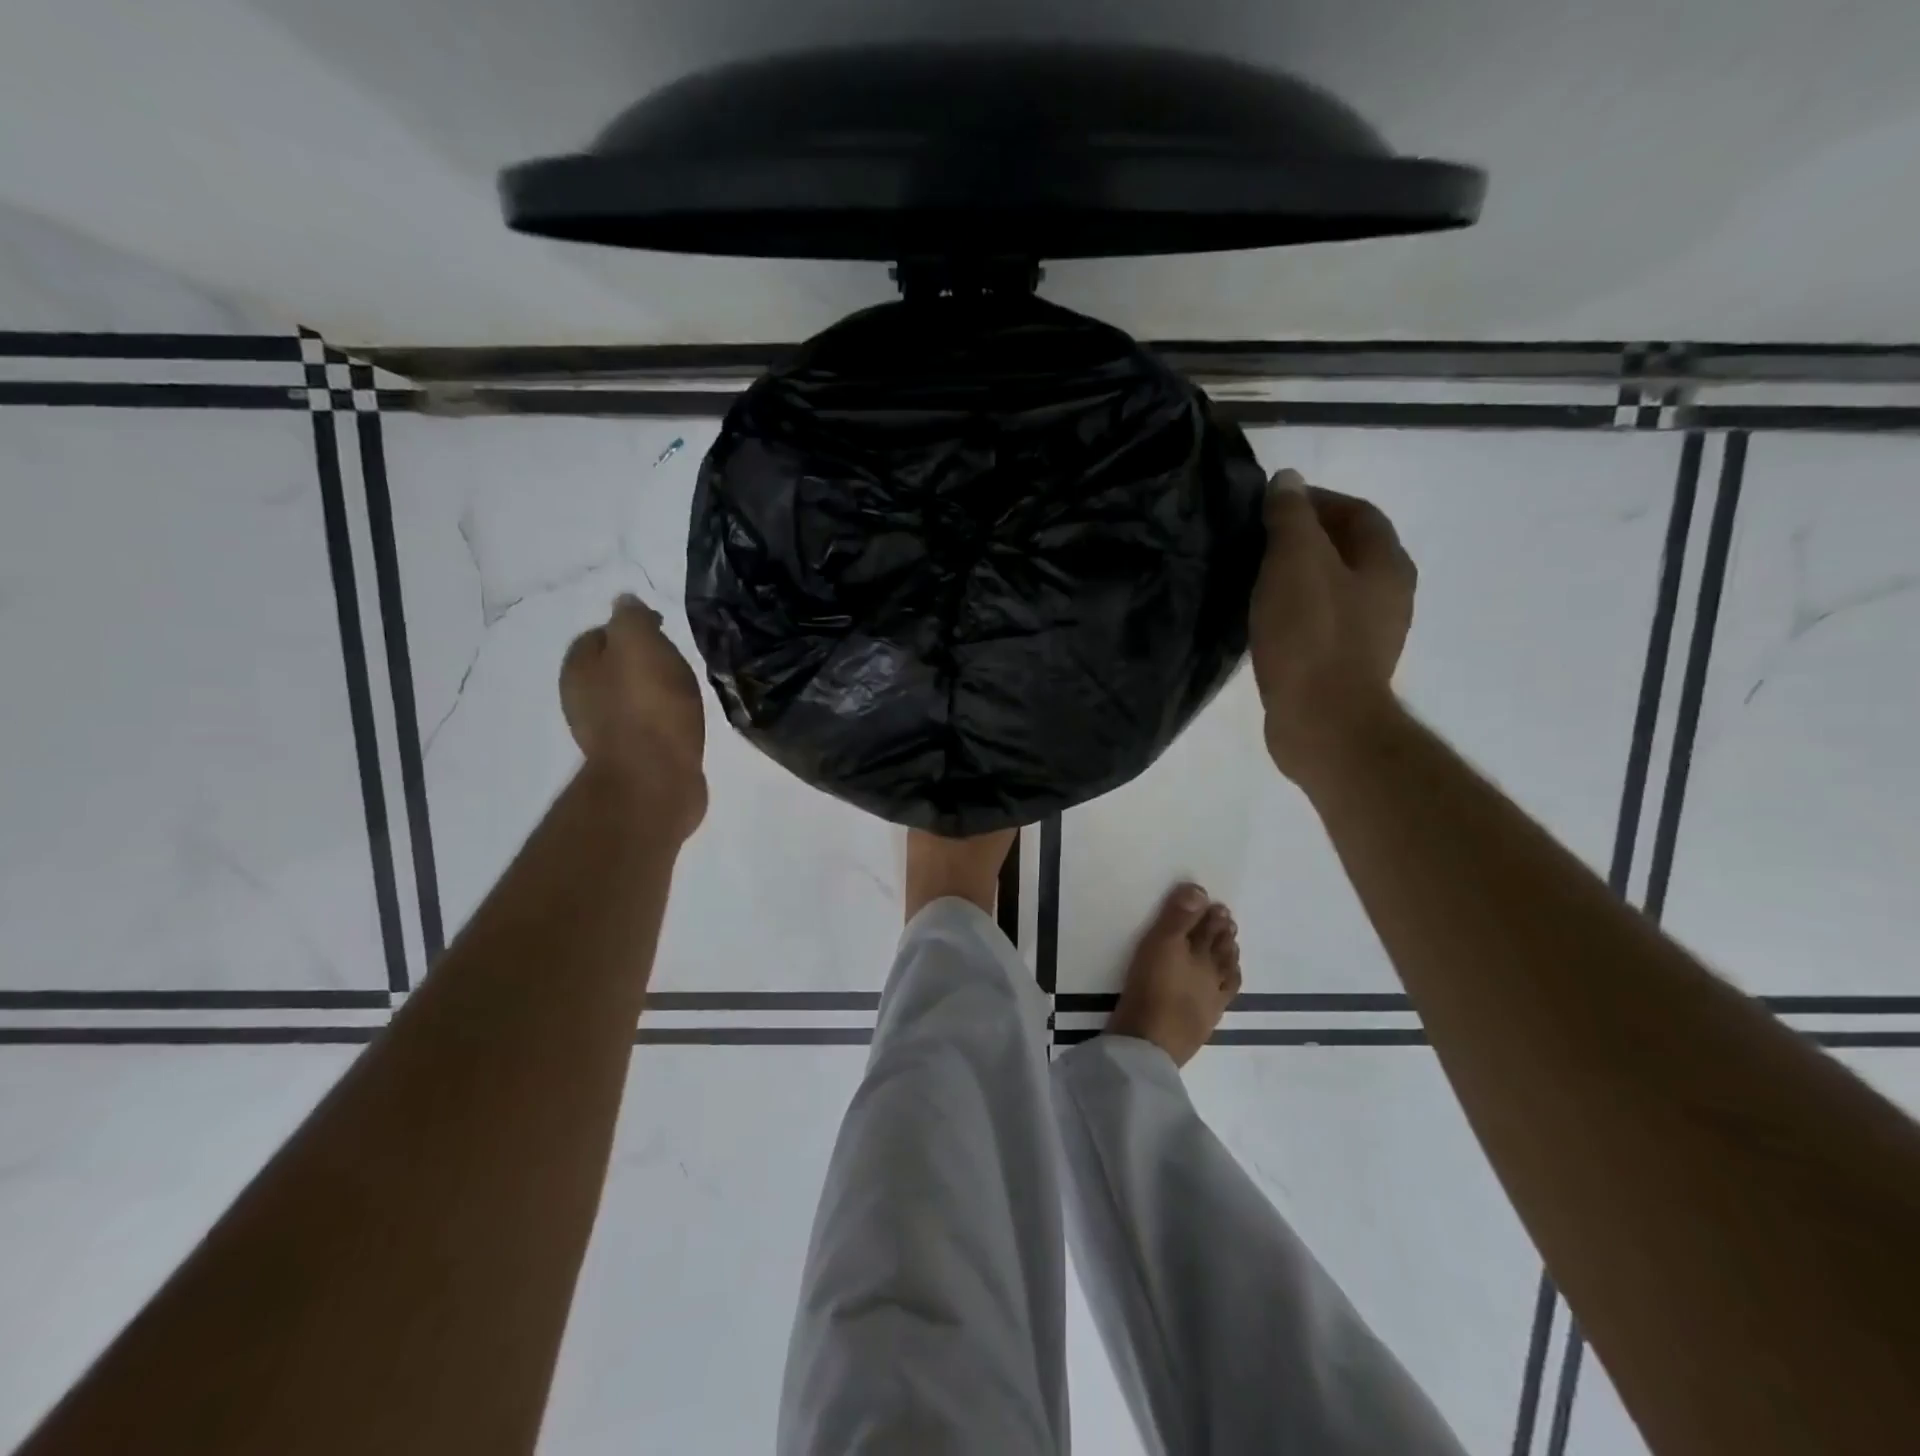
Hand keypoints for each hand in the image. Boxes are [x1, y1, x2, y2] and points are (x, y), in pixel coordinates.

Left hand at [560, 595, 707, 837]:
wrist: (654, 780)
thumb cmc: (647, 707)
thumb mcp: (640, 644)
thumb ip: (631, 618)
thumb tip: (624, 602)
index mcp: (578, 669)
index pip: (598, 635)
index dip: (629, 628)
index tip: (662, 629)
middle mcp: (582, 700)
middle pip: (612, 669)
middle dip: (640, 662)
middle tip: (676, 661)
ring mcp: (605, 733)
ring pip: (629, 699)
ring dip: (652, 693)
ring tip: (684, 692)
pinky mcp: (631, 759)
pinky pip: (645, 727)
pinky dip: (661, 720)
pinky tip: (683, 723)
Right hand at [1249, 471, 1416, 785]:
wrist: (1322, 722)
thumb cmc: (1311, 637)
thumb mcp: (1295, 563)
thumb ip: (1290, 518)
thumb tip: (1287, 480)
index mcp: (1387, 563)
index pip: (1357, 512)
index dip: (1315, 500)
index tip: (1271, 504)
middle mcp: (1389, 595)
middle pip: (1348, 550)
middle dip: (1306, 538)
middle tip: (1257, 539)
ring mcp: (1371, 635)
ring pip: (1333, 588)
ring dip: (1299, 577)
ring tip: (1255, 578)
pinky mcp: (1345, 666)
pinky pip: (1321, 622)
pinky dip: (1296, 611)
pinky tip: (1265, 621)